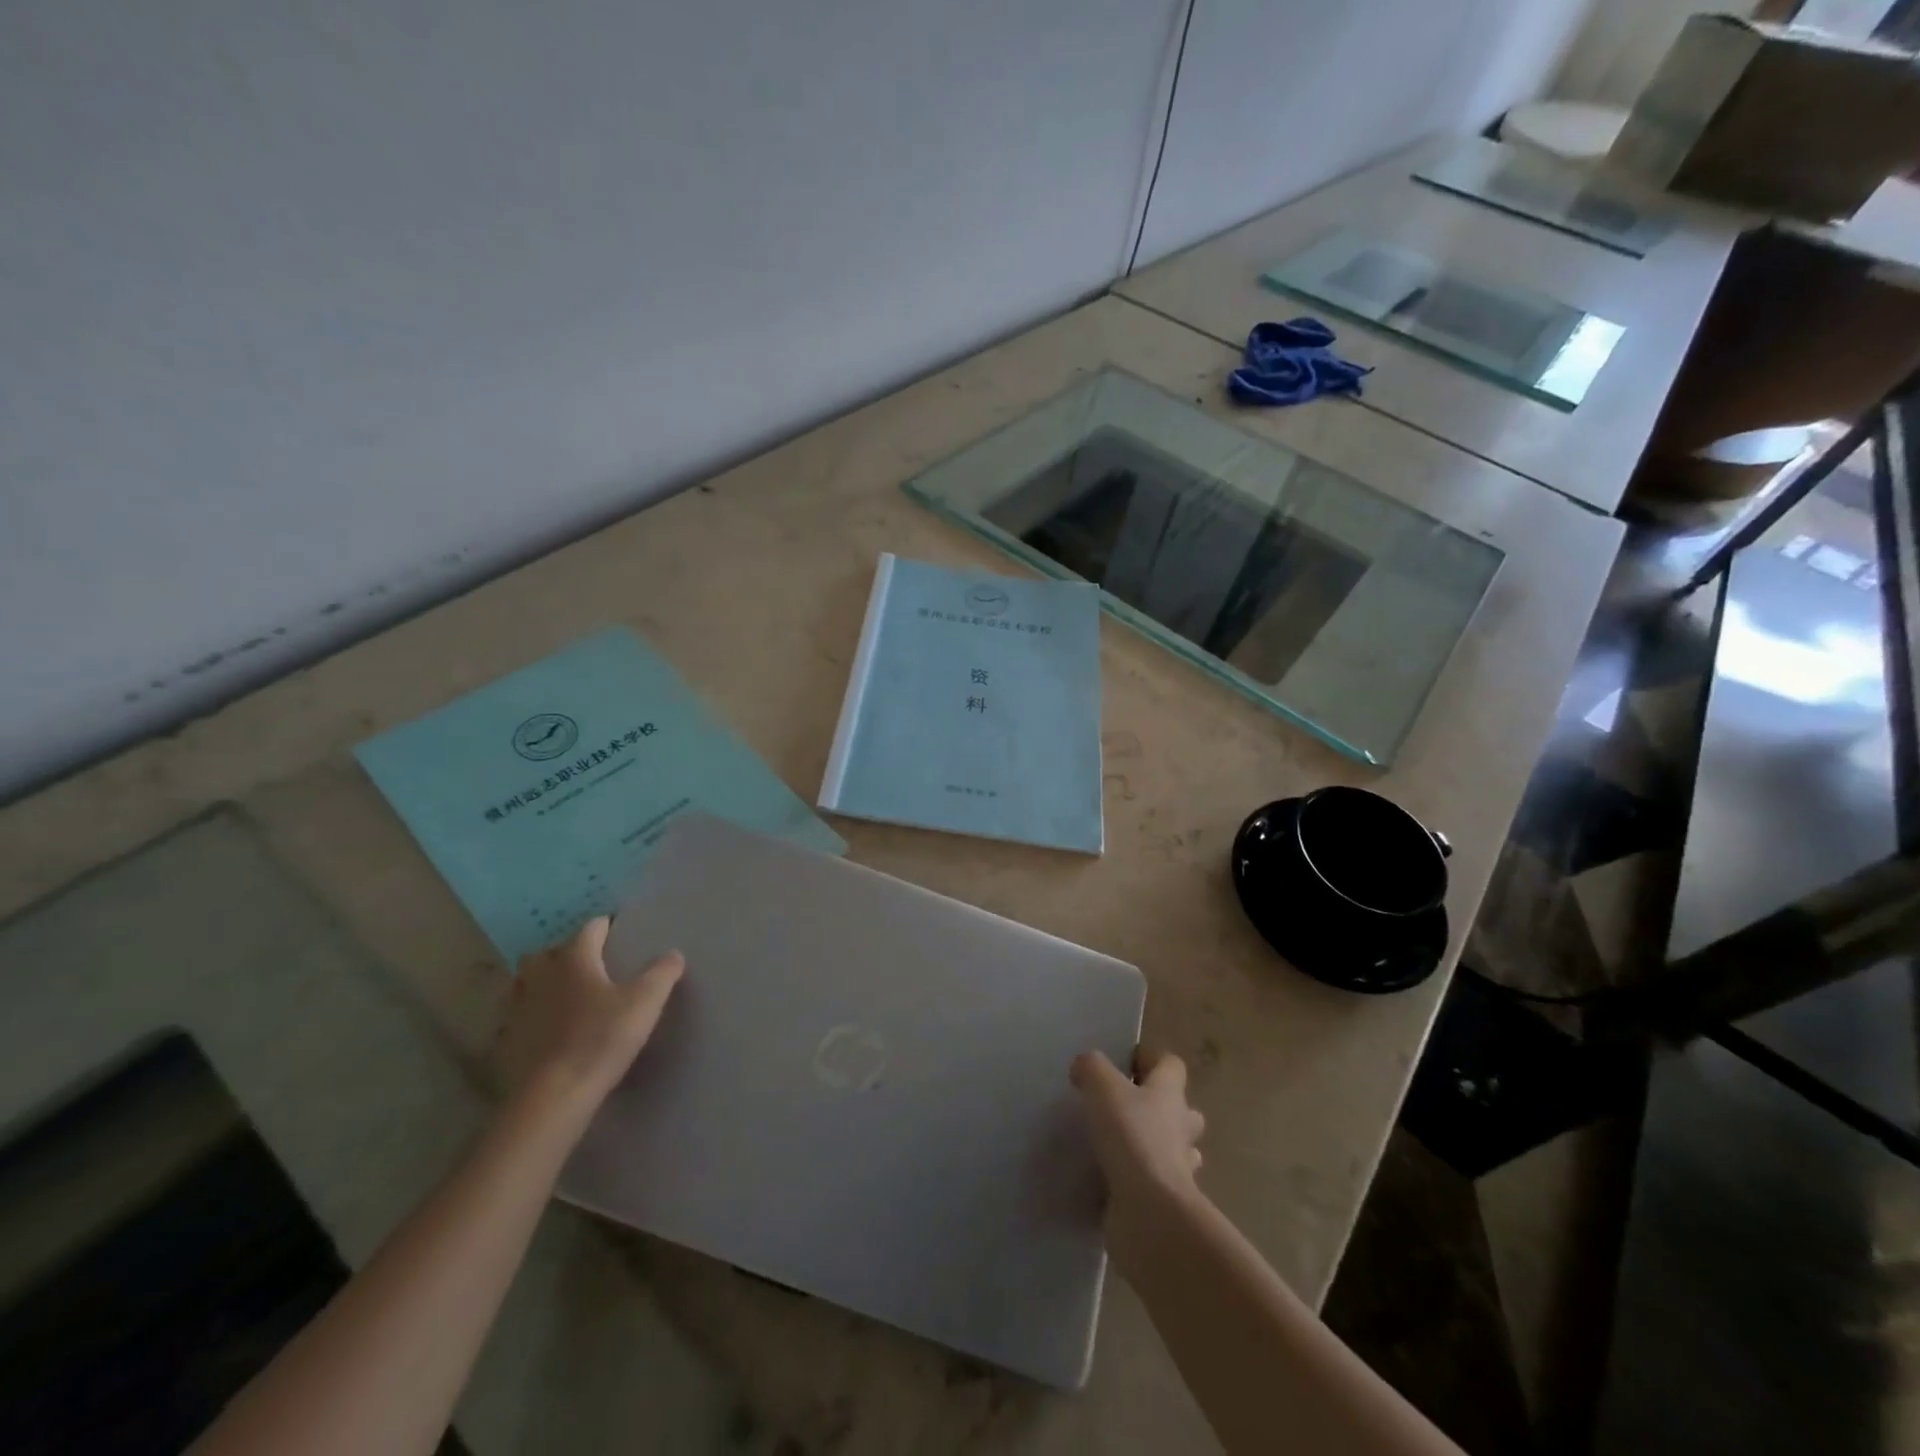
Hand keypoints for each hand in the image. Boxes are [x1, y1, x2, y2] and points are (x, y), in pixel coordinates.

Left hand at [497, 917, 683, 1121]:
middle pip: (548, 953)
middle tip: (589, 965)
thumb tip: (673, 953)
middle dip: (566, 953)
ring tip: (564, 995)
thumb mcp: (645, 1001)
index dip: (606, 927)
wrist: (554, 1096)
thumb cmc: (602, 1038)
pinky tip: (546, 1031)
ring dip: (542, 983)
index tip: (620, 932)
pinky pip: (517, 1019)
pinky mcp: (506, 1042)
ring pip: (526, 984)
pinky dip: (530, 1018)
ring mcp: (518, 1009)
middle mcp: (541, 976)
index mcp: (574, 959)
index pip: (590, 929)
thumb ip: (662, 972)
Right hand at [1070, 1048, 1205, 1273]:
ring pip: (1172, 1147)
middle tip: (1122, 1106)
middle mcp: (1180, 1127)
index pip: (1171, 1064)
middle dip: (1157, 1105)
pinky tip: (1110, 1177)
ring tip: (1116, 1142)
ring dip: (1152, 1143)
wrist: (1150, 1213)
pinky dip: (1137, 1178)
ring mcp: (1178, 1167)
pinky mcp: (1165, 1200)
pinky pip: (1154, 1182)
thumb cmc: (1131, 1138)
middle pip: (1180, 1108)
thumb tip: (1084, 1067)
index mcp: (1170, 1094)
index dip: (1149, 1058)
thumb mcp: (1103, 1088)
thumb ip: (1092, 1068)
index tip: (1122, 1063)